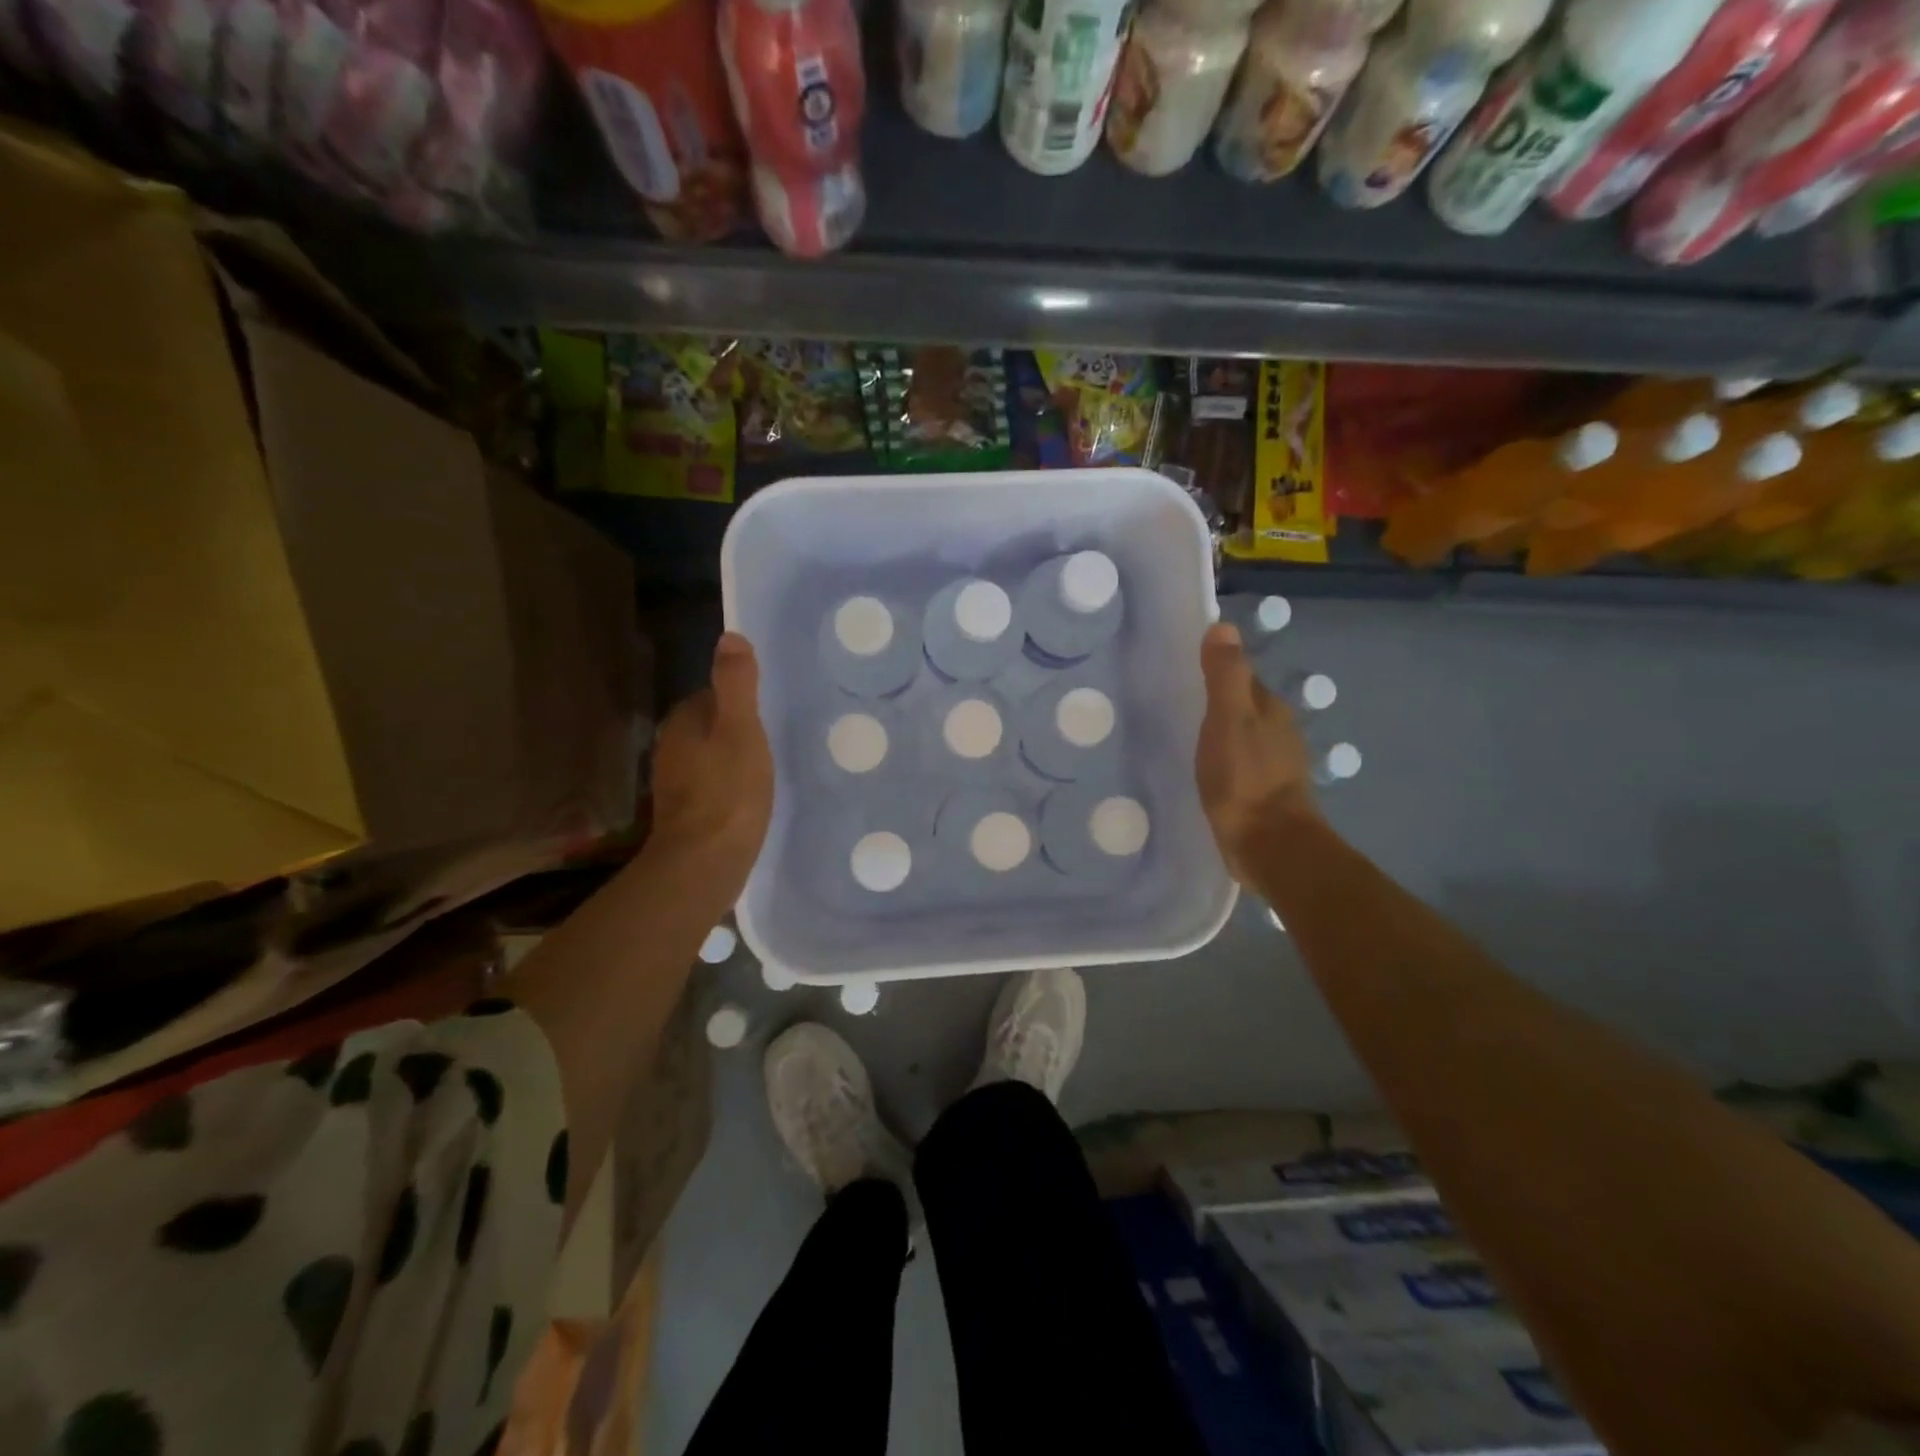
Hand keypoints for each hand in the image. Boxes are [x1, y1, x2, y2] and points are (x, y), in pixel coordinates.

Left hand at [647, 632, 773, 894]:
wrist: (704, 863)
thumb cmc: (728, 791)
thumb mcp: (741, 730)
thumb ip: (736, 684)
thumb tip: (730, 636)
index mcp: (683, 723)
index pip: (709, 695)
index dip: (737, 699)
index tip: (766, 710)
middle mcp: (671, 749)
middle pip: (707, 726)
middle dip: (733, 729)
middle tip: (772, 738)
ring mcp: (674, 784)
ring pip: (707, 757)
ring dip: (730, 759)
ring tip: (765, 768)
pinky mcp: (685, 815)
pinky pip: (709, 787)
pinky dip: (726, 787)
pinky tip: (749, 799)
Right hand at [1196, 622, 1317, 877]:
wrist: (1270, 846)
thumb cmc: (1245, 779)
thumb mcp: (1228, 720)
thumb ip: (1225, 675)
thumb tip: (1223, 626)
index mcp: (1269, 709)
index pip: (1241, 676)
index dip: (1216, 669)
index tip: (1184, 668)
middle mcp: (1277, 731)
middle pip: (1244, 705)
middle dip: (1217, 701)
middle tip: (1176, 701)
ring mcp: (1273, 765)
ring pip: (1242, 735)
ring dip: (1220, 732)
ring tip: (1185, 734)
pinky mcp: (1263, 794)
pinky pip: (1239, 764)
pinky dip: (1223, 760)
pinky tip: (1205, 769)